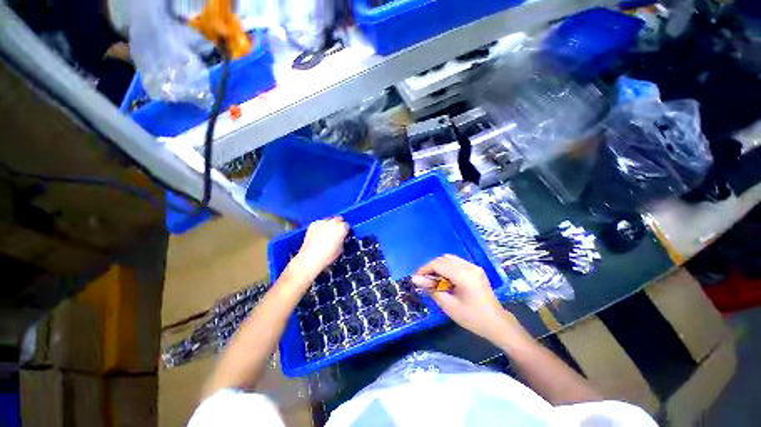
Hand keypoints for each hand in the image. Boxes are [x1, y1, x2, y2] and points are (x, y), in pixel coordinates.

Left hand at [293, 217, 348, 277]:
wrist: (311, 258)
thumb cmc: (327, 255)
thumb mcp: (341, 249)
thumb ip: (342, 240)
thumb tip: (341, 239)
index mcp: (342, 228)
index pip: (347, 225)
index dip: (346, 231)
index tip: (344, 235)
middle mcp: (333, 222)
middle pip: (338, 219)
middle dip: (338, 225)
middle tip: (336, 233)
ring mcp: (322, 222)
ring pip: (328, 220)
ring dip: (329, 225)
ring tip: (326, 235)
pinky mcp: (313, 224)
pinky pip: (319, 223)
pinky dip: (320, 227)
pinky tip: (318, 235)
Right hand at [412, 255, 524, 343]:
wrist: (497, 324)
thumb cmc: (473, 318)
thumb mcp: (449, 306)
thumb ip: (431, 289)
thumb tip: (415, 279)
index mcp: (464, 275)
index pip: (438, 264)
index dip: (424, 269)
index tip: (416, 278)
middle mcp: (469, 266)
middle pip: (443, 259)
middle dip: (431, 268)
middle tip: (424, 281)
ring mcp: (474, 267)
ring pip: (449, 259)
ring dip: (439, 267)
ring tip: (434, 281)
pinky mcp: (475, 270)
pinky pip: (456, 263)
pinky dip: (447, 268)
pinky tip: (446, 280)